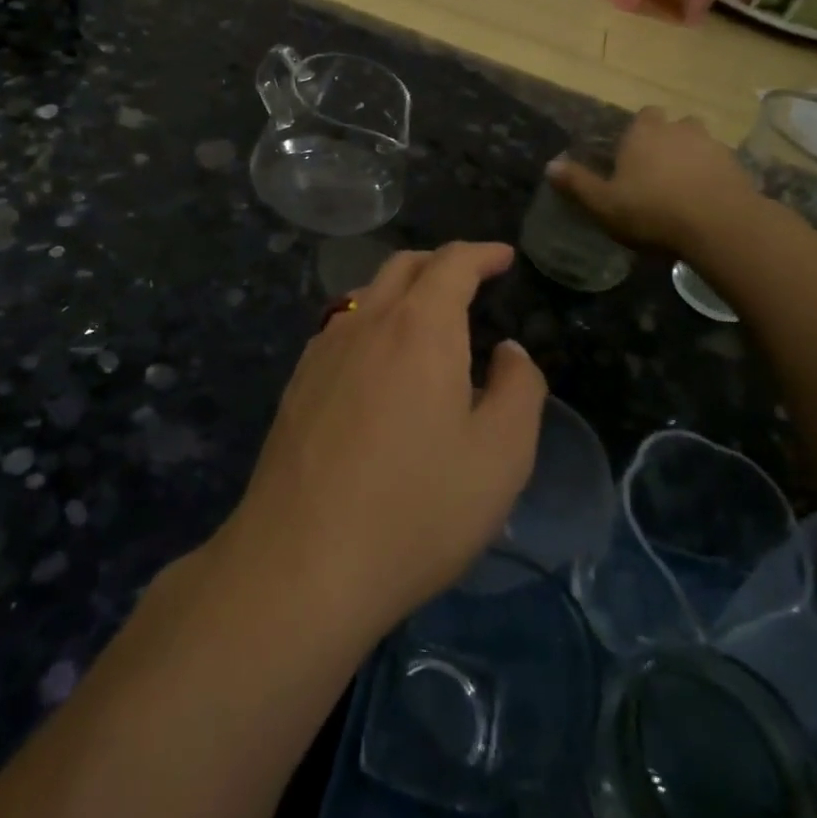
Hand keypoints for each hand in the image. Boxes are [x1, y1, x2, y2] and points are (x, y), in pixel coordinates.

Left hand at [225, 243, 546, 636]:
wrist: (301, 563)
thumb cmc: (417, 508)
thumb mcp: (501, 456)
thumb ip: (519, 389)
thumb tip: (509, 351)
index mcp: (420, 327)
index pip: (452, 263)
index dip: (482, 254)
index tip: (504, 257)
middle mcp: (367, 323)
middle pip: (403, 267)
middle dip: (442, 263)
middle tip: (471, 279)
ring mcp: (323, 351)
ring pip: (368, 295)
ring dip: (403, 291)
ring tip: (429, 319)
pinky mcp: (297, 384)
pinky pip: (342, 329)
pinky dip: (373, 322)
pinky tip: (379, 362)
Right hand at [548, 107, 759, 253]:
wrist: (719, 225)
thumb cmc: (652, 211)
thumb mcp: (604, 204)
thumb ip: (577, 184)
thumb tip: (550, 165)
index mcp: (644, 133)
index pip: (642, 115)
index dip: (637, 133)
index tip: (631, 156)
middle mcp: (679, 129)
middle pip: (674, 125)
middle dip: (666, 141)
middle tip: (656, 172)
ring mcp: (713, 145)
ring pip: (699, 143)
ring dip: (692, 157)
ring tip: (682, 187)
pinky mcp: (738, 166)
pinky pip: (720, 165)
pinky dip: (712, 176)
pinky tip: (705, 201)